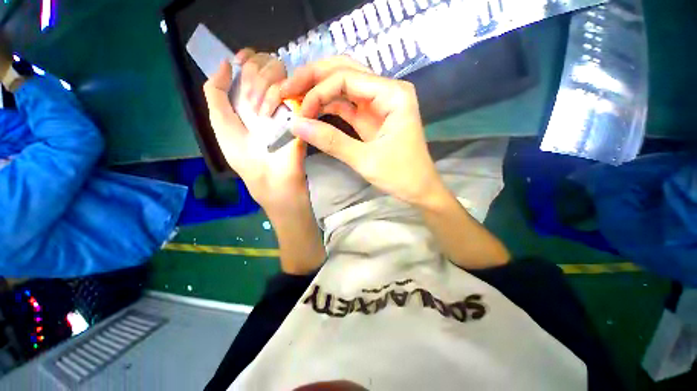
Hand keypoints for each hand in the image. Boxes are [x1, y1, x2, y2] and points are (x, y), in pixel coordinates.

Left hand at [203, 49, 307, 210]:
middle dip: (253, 72)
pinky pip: (291, 89)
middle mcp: (271, 97)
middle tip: (250, 101)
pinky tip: (268, 112)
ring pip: (281, 72)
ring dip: (262, 85)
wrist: (271, 178)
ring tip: (259, 113)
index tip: (241, 59)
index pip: (254, 65)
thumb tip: (226, 63)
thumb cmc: (245, 157)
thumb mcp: (221, 124)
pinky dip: (275, 94)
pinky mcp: (300, 113)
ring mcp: (288, 104)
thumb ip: (216, 93)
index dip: (247, 57)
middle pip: (268, 62)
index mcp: (252, 99)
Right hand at [278, 56, 445, 207]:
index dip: (318, 92)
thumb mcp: (365, 160)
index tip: (299, 113)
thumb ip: (331, 141)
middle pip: (344, 71)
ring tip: (295, 99)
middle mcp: (387, 91)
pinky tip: (313, 111)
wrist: (419, 189)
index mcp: (393, 94)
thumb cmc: (401, 175)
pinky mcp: (372, 118)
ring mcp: (379, 104)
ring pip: (344, 86)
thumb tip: (295, 125)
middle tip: (287, 89)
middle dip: (313, 78)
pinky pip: (347, 105)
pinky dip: (328, 107)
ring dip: (319, 91)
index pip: (346, 78)